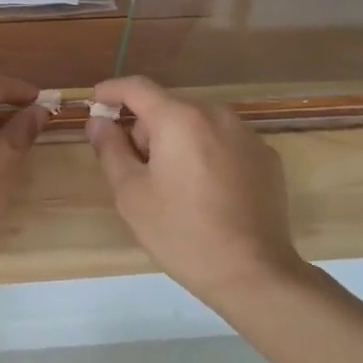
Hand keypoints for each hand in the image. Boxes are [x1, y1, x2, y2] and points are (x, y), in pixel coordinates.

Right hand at [86, 76, 300, 302]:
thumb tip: (98, 122)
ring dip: (178, 142)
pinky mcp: (267, 158)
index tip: (96, 101)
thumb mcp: (131, 194)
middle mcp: (216, 115)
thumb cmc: (182, 232)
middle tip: (137, 171)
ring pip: (198, 125)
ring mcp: (247, 135)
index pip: (137, 88)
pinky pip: (224, 143)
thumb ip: (110, 150)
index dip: (112, 91)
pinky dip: (208, 155)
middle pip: (168, 108)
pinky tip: (208, 194)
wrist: (254, 274)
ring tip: (175, 186)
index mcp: (179, 119)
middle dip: (147, 130)